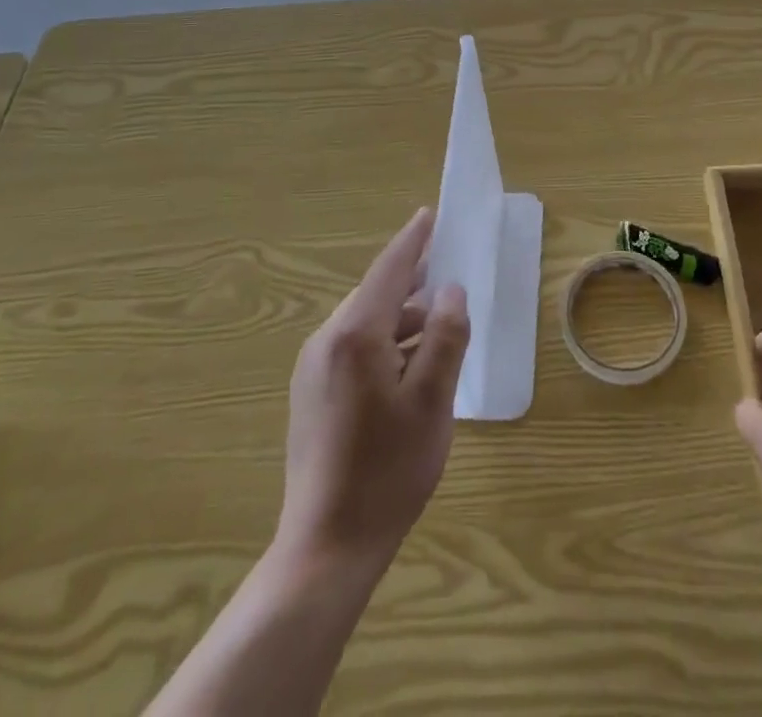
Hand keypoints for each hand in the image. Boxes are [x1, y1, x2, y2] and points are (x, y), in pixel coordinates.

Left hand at [276, 208, 469, 572]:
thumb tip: (451, 292)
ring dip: (400, 319)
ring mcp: (312, 369)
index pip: (389, 269)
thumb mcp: (433, 399)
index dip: (413, 241)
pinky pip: (352, 348)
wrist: (327, 547)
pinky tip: (408, 366)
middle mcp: (326, 341)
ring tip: (437, 329)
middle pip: (375, 295)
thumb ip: (445, 336)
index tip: (430, 214)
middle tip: (447, 278)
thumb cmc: (388, 469)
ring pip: (364, 324)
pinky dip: (384, 343)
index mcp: (355, 335)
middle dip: (412, 283)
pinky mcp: (310, 394)